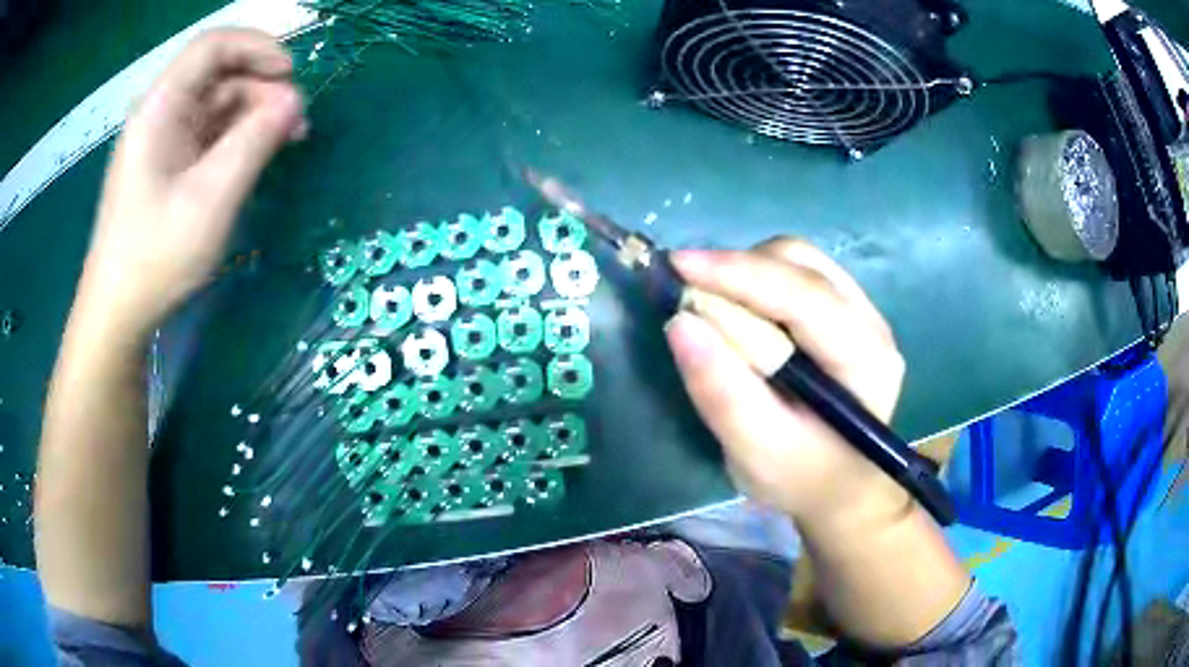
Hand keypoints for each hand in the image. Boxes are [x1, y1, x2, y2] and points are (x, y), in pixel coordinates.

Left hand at [79, 28, 305, 336]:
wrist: (117, 314)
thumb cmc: (155, 258)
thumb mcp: (210, 199)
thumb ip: (254, 141)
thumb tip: (294, 101)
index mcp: (160, 108)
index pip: (212, 47)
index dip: (256, 47)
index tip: (292, 74)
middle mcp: (160, 114)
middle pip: (219, 74)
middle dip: (263, 87)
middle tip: (297, 123)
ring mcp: (163, 141)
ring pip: (217, 104)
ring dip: (255, 113)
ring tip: (286, 141)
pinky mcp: (168, 165)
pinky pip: (209, 134)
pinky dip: (238, 137)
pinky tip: (257, 156)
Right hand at [666, 238, 909, 527]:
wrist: (838, 488)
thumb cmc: (802, 478)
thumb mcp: (757, 451)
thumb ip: (722, 393)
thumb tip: (680, 323)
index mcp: (866, 358)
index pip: (804, 295)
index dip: (739, 274)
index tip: (677, 267)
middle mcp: (870, 322)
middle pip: (802, 264)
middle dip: (739, 270)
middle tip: (687, 293)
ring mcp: (860, 311)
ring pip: (798, 260)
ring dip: (746, 272)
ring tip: (710, 303)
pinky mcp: (841, 311)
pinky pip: (796, 273)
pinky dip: (756, 280)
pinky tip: (738, 310)